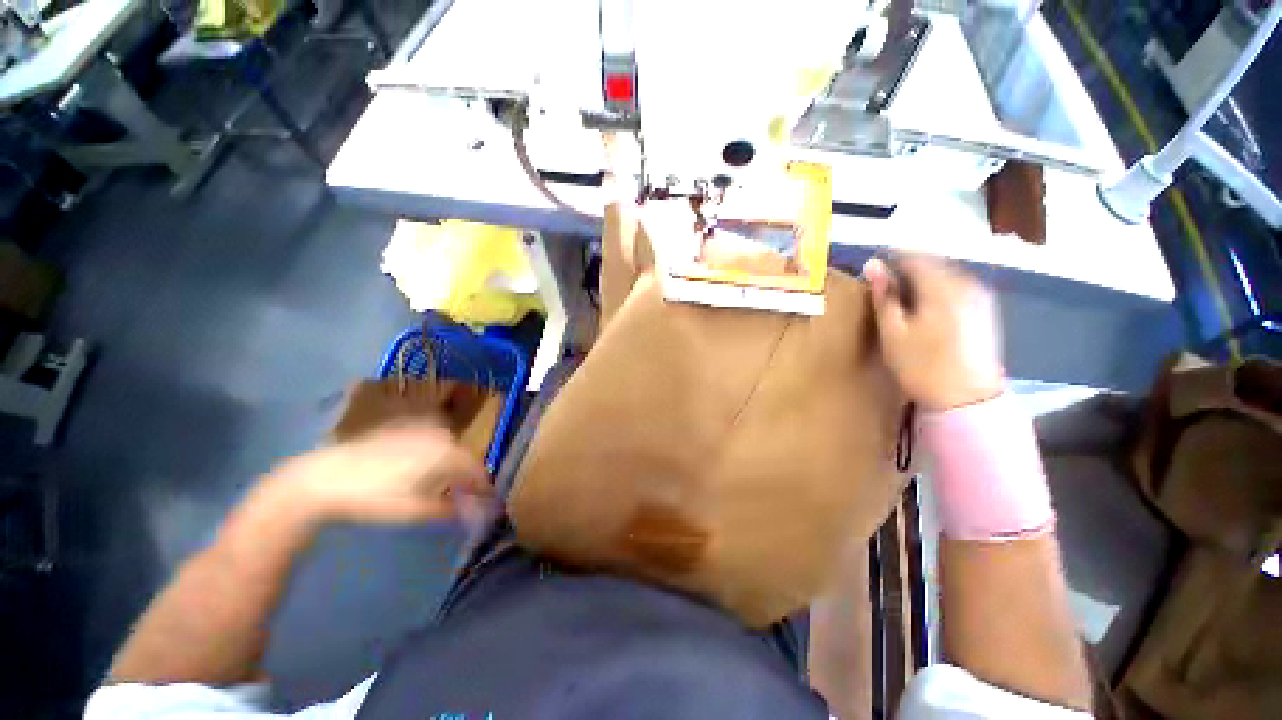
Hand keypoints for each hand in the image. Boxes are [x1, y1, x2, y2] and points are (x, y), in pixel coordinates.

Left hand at [266, 421, 492, 525]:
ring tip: (443, 486)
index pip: (478, 471)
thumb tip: (477, 516)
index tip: (486, 505)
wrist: (324, 477)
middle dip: (467, 477)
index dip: (484, 489)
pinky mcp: (404, 427)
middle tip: (463, 498)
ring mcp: (422, 428)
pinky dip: (434, 456)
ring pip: (449, 448)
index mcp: (449, 453)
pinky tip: (420, 470)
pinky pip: (430, 441)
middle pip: (465, 457)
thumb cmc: (374, 498)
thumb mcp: (415, 511)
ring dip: (451, 466)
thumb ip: (451, 510)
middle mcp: (441, 435)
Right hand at [863, 255, 1004, 410]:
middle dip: (907, 271)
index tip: (872, 274)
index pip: (913, 257)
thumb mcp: (893, 332)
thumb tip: (872, 265)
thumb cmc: (922, 366)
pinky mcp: (985, 310)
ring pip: (945, 275)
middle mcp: (967, 283)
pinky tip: (927, 311)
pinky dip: (938, 291)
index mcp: (942, 286)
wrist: (966, 399)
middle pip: (932, 263)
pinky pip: (956, 287)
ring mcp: (980, 296)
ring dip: (922, 281)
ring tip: (903, 301)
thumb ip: (884, 295)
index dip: (890, 262)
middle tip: (885, 291)